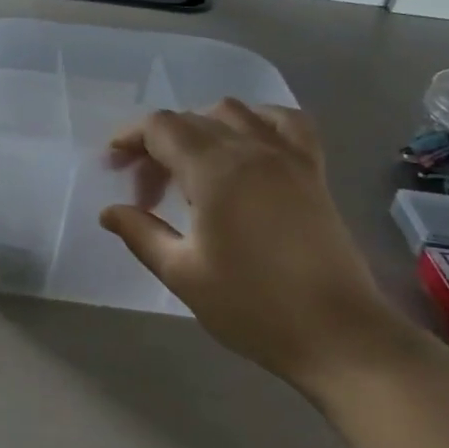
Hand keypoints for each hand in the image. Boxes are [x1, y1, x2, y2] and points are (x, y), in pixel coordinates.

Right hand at [99, 101, 418, 395]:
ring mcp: (288, 157)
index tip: (112, 167)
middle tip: (144, 192)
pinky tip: (245, 145)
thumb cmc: (252, 306)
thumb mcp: (182, 273)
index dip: (128, 139)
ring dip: (199, 127)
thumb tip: (109, 211)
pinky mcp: (313, 171)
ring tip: (188, 167)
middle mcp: (251, 149)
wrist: (339, 335)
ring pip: (233, 112)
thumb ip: (141, 233)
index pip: (160, 127)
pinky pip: (284, 122)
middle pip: (190, 120)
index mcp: (215, 170)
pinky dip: (256, 121)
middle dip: (156, 145)